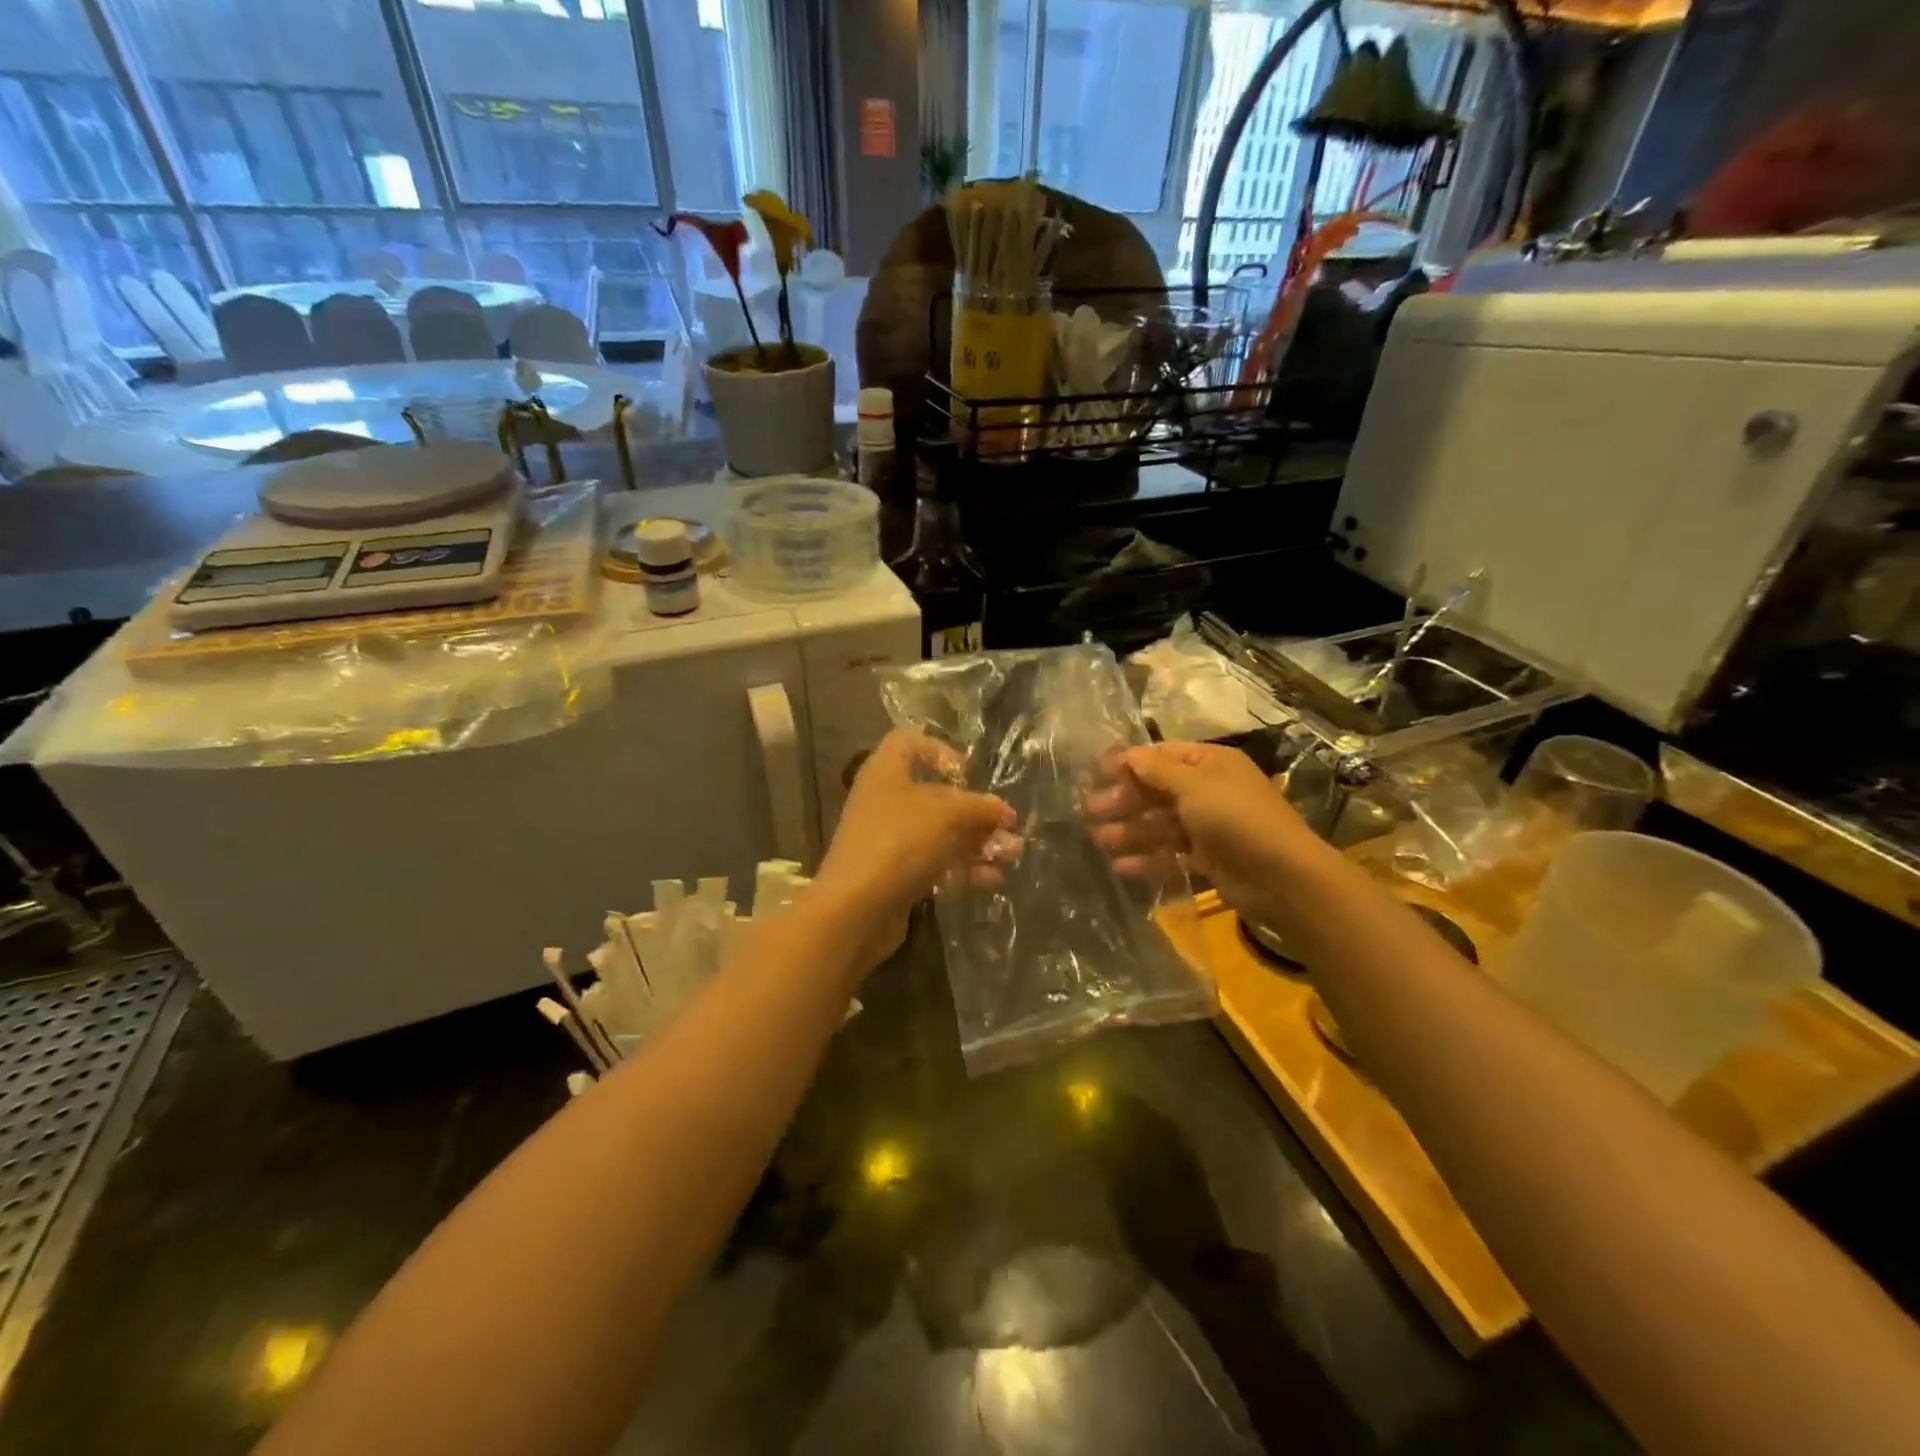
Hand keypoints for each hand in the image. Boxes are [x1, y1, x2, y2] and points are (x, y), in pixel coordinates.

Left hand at [813, 732, 1017, 967]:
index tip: (969, 774)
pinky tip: (992, 879)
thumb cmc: (900, 843)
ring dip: (978, 842)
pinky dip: (962, 868)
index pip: (909, 743)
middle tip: (1009, 827)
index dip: (940, 751)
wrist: (855, 909)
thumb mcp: (948, 815)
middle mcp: (885, 801)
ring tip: (1012, 855)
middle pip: (936, 796)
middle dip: (976, 811)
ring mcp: (889, 840)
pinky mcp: (896, 875)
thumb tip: (1003, 811)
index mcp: (887, 772)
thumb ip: (980, 808)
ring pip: (940, 834)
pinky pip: (934, 863)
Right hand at [1087, 741, 1315, 924]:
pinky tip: (1121, 867)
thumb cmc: (1236, 818)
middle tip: (1090, 810)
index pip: (1163, 756)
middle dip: (1124, 800)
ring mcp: (1209, 827)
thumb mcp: (1194, 785)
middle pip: (1158, 791)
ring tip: (1099, 841)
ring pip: (1161, 825)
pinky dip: (1148, 860)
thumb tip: (1128, 754)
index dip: (1130, 762)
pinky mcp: (1208, 859)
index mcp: (1210, 764)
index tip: (1096, 772)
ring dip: (1130, 831)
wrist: (1282, 876)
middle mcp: (1209, 791)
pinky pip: (1172, 855)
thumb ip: (1157, 771)